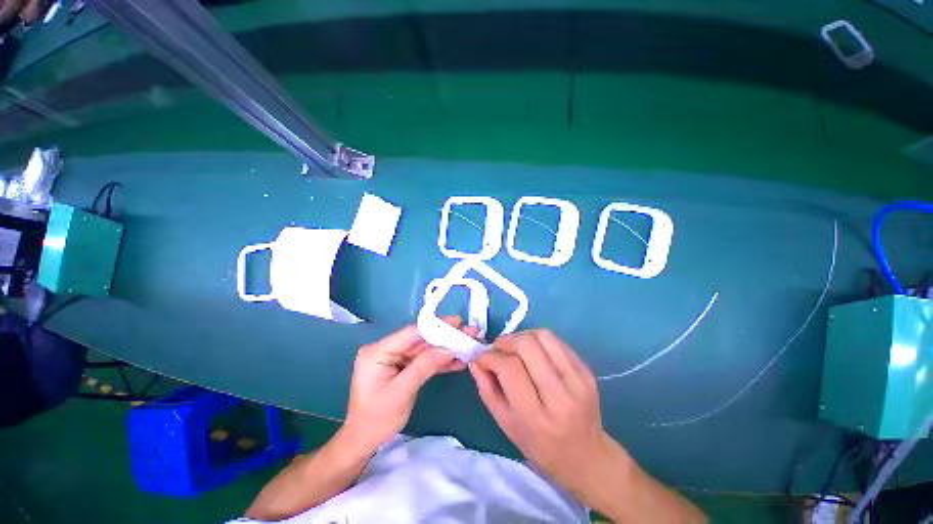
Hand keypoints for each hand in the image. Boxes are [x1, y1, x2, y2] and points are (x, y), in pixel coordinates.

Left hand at [343, 318, 472, 451]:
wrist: (364, 441)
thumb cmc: (377, 420)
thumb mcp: (402, 392)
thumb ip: (424, 366)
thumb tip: (448, 348)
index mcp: (378, 352)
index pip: (411, 333)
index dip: (436, 327)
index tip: (458, 323)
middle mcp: (386, 349)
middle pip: (420, 339)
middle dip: (445, 337)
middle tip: (468, 332)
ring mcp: (394, 358)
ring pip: (424, 349)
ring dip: (446, 349)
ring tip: (468, 345)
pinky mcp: (401, 366)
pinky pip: (423, 360)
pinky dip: (439, 361)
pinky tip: (457, 360)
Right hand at [469, 330, 622, 500]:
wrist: (588, 456)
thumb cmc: (541, 446)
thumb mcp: (506, 425)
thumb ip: (487, 391)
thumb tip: (476, 361)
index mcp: (536, 417)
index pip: (509, 368)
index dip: (490, 357)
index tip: (482, 358)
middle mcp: (560, 395)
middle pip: (527, 346)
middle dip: (505, 341)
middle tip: (497, 350)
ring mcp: (578, 380)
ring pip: (543, 337)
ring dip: (522, 336)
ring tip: (514, 348)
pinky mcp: (586, 370)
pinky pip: (556, 341)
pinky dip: (538, 340)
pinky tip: (532, 352)